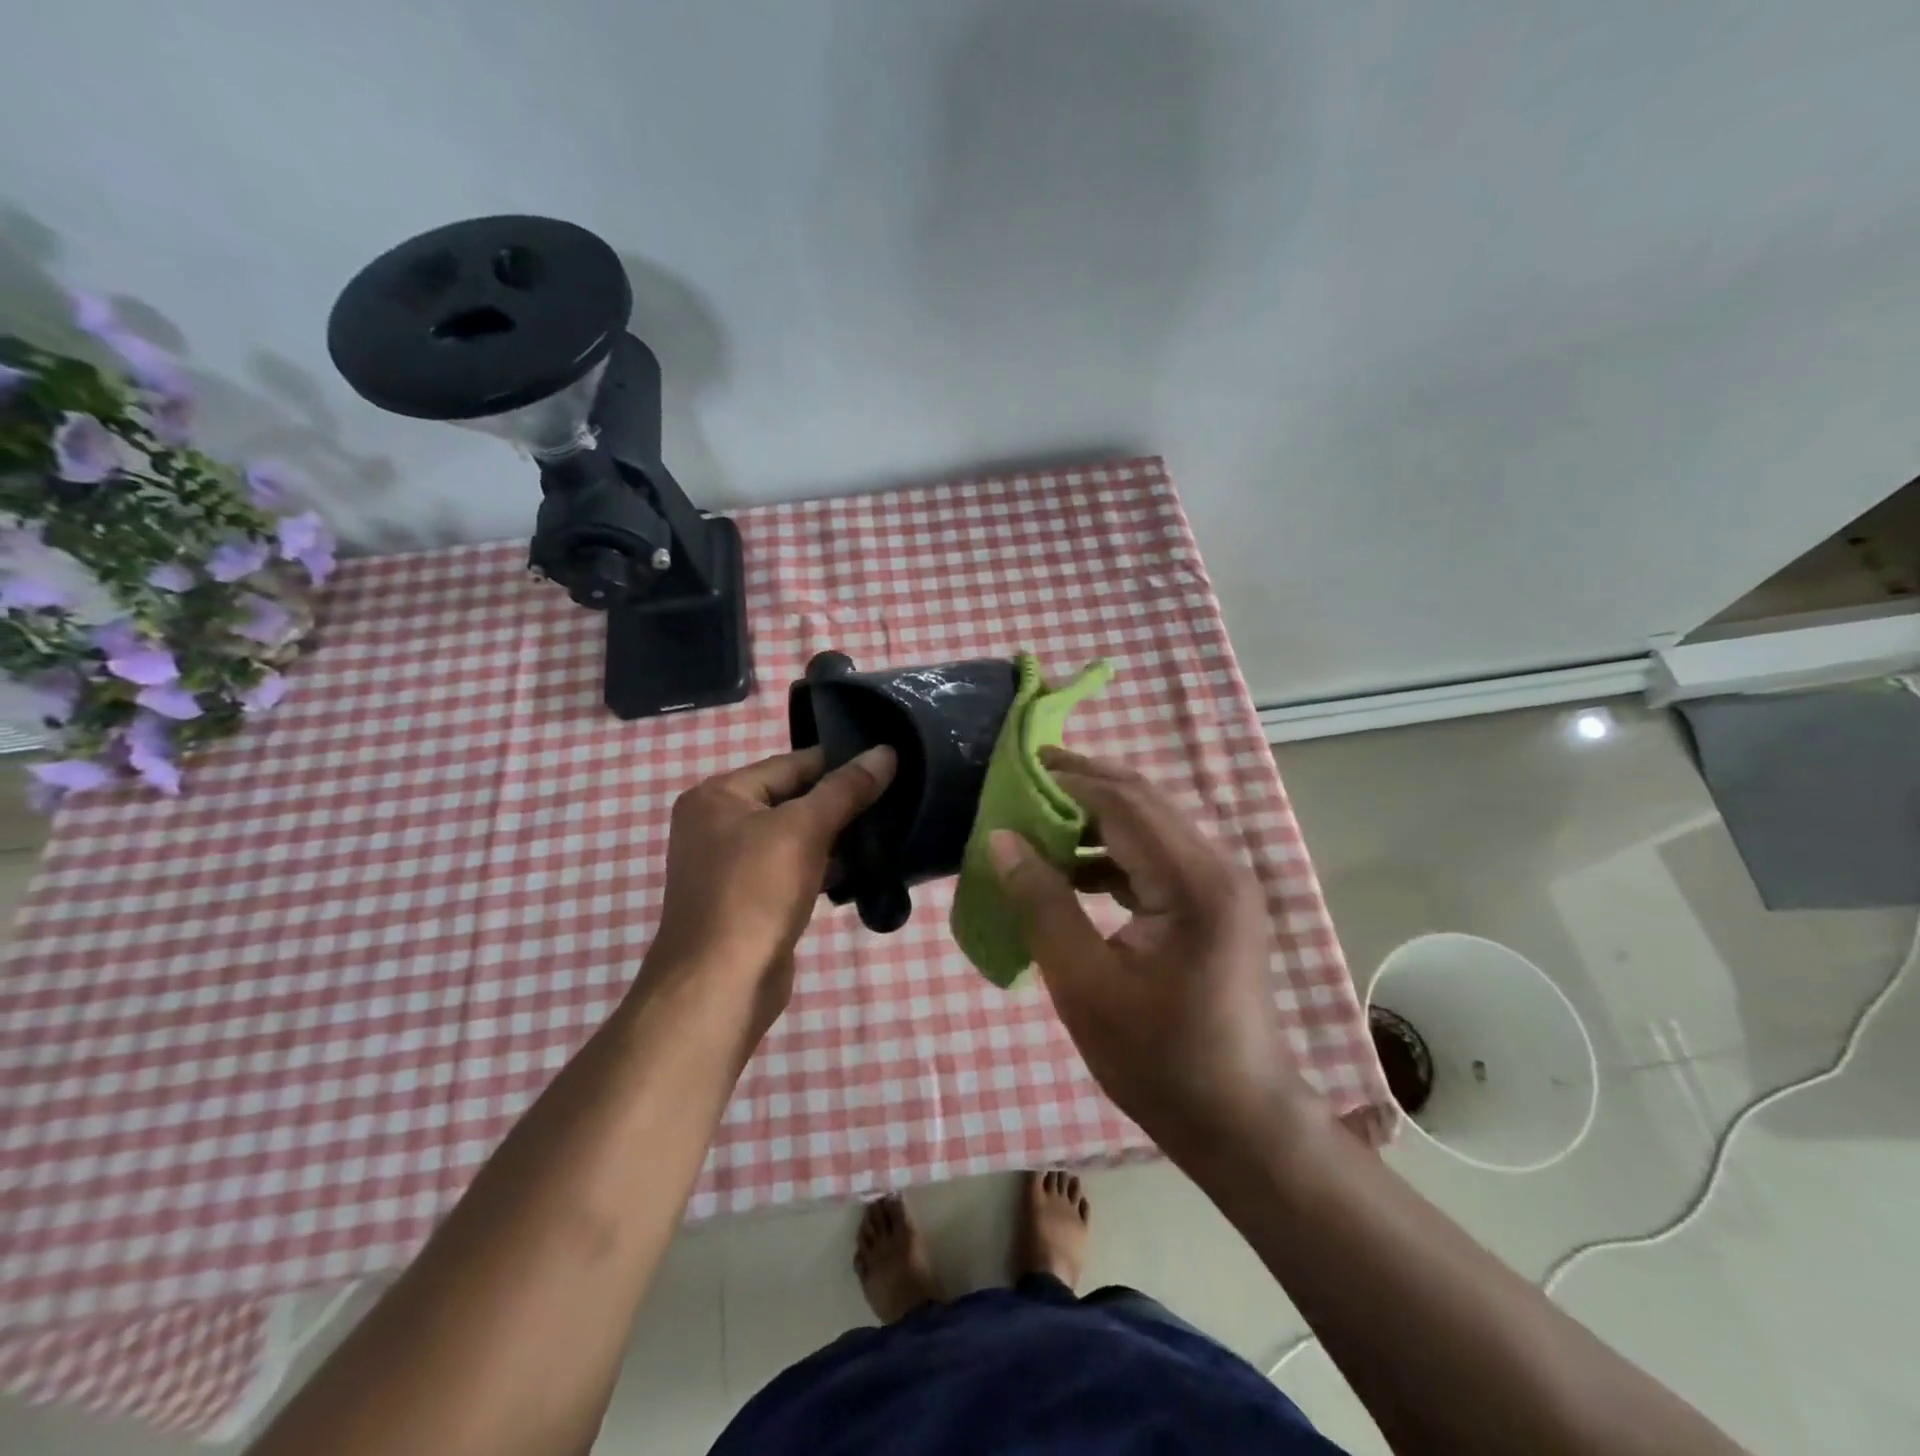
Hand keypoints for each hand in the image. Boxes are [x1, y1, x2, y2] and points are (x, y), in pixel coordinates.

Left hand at [648, 745, 894, 1037]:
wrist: (721, 985)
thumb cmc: (755, 893)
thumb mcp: (804, 829)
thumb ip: (846, 789)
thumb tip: (886, 752)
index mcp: (719, 796)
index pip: (791, 763)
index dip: (840, 763)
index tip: (888, 763)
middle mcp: (718, 824)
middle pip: (793, 798)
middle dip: (841, 802)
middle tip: (895, 798)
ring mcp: (732, 865)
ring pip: (796, 836)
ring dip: (837, 837)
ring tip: (888, 830)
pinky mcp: (751, 899)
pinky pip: (794, 869)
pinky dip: (824, 867)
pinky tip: (863, 869)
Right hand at [989, 750, 1315, 1160]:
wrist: (1239, 1122)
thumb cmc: (1158, 1060)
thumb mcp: (1084, 984)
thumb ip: (1042, 903)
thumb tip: (1001, 838)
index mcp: (1194, 882)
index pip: (1122, 803)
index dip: (1066, 780)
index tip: (1014, 770)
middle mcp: (1217, 867)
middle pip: (1142, 800)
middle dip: (1082, 783)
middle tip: (1023, 776)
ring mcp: (1221, 884)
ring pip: (1150, 825)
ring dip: (1095, 817)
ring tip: (1036, 819)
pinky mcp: (1214, 904)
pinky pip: (1157, 857)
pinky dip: (1112, 853)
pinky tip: (1072, 869)